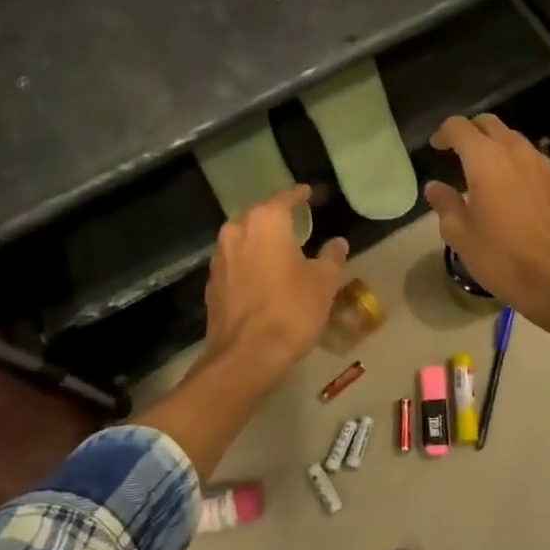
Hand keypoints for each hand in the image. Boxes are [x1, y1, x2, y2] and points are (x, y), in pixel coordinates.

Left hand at [203, 185, 349, 385]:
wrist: (246, 356)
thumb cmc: (291, 309)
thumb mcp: (324, 282)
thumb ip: (332, 257)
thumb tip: (337, 243)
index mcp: (266, 221)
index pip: (285, 198)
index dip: (299, 195)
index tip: (309, 193)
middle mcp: (237, 231)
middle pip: (259, 215)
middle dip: (277, 217)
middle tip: (297, 221)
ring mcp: (220, 257)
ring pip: (244, 238)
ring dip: (261, 240)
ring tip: (281, 248)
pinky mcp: (212, 283)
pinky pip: (235, 261)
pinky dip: (250, 262)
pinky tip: (263, 274)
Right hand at [425, 116, 549, 358]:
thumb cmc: (501, 257)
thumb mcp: (460, 235)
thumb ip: (445, 203)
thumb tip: (435, 187)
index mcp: (485, 160)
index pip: (459, 127)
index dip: (443, 133)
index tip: (436, 148)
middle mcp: (515, 152)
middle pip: (489, 123)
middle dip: (471, 131)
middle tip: (458, 152)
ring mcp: (542, 164)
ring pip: (514, 139)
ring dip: (496, 145)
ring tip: (486, 171)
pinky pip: (533, 159)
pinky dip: (517, 163)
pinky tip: (513, 189)